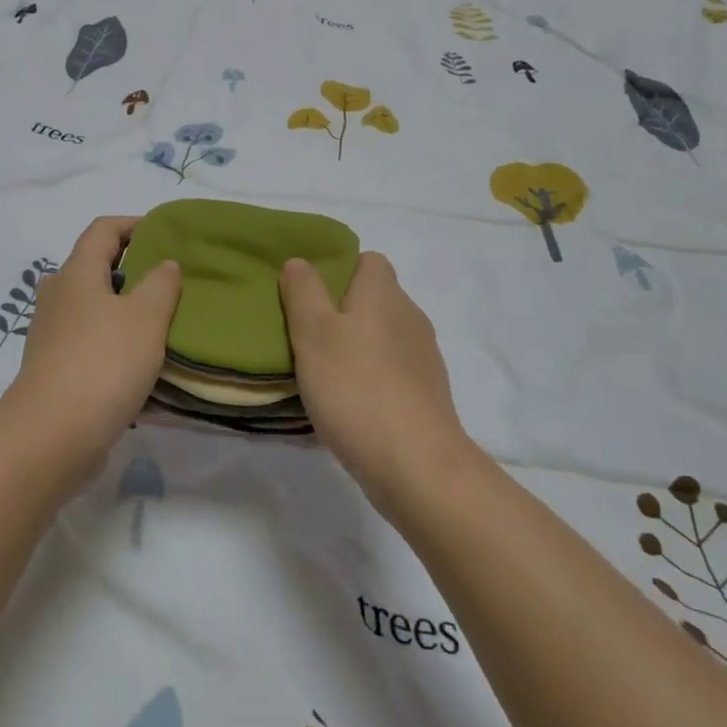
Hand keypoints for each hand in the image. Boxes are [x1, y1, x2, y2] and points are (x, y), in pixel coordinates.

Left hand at [4, 216, 180, 466]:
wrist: (52, 436)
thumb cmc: (103, 363)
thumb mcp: (146, 317)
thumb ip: (160, 284)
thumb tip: (163, 264)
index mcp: (76, 273)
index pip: (103, 229)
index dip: (134, 224)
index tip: (166, 235)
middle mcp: (58, 296)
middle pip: (96, 269)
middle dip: (133, 272)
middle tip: (170, 284)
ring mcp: (52, 334)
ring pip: (95, 310)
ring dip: (127, 313)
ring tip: (164, 328)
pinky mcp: (54, 369)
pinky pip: (92, 346)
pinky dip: (117, 348)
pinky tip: (145, 370)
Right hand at [279, 253, 466, 516]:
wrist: (416, 465)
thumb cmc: (356, 388)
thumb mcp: (313, 332)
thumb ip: (303, 292)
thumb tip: (301, 261)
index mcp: (384, 294)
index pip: (368, 260)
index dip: (338, 269)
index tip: (308, 294)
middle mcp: (410, 317)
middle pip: (373, 299)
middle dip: (340, 311)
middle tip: (304, 334)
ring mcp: (423, 358)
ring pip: (381, 336)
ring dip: (354, 347)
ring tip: (320, 372)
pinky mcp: (426, 394)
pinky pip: (390, 371)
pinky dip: (369, 378)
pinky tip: (346, 404)